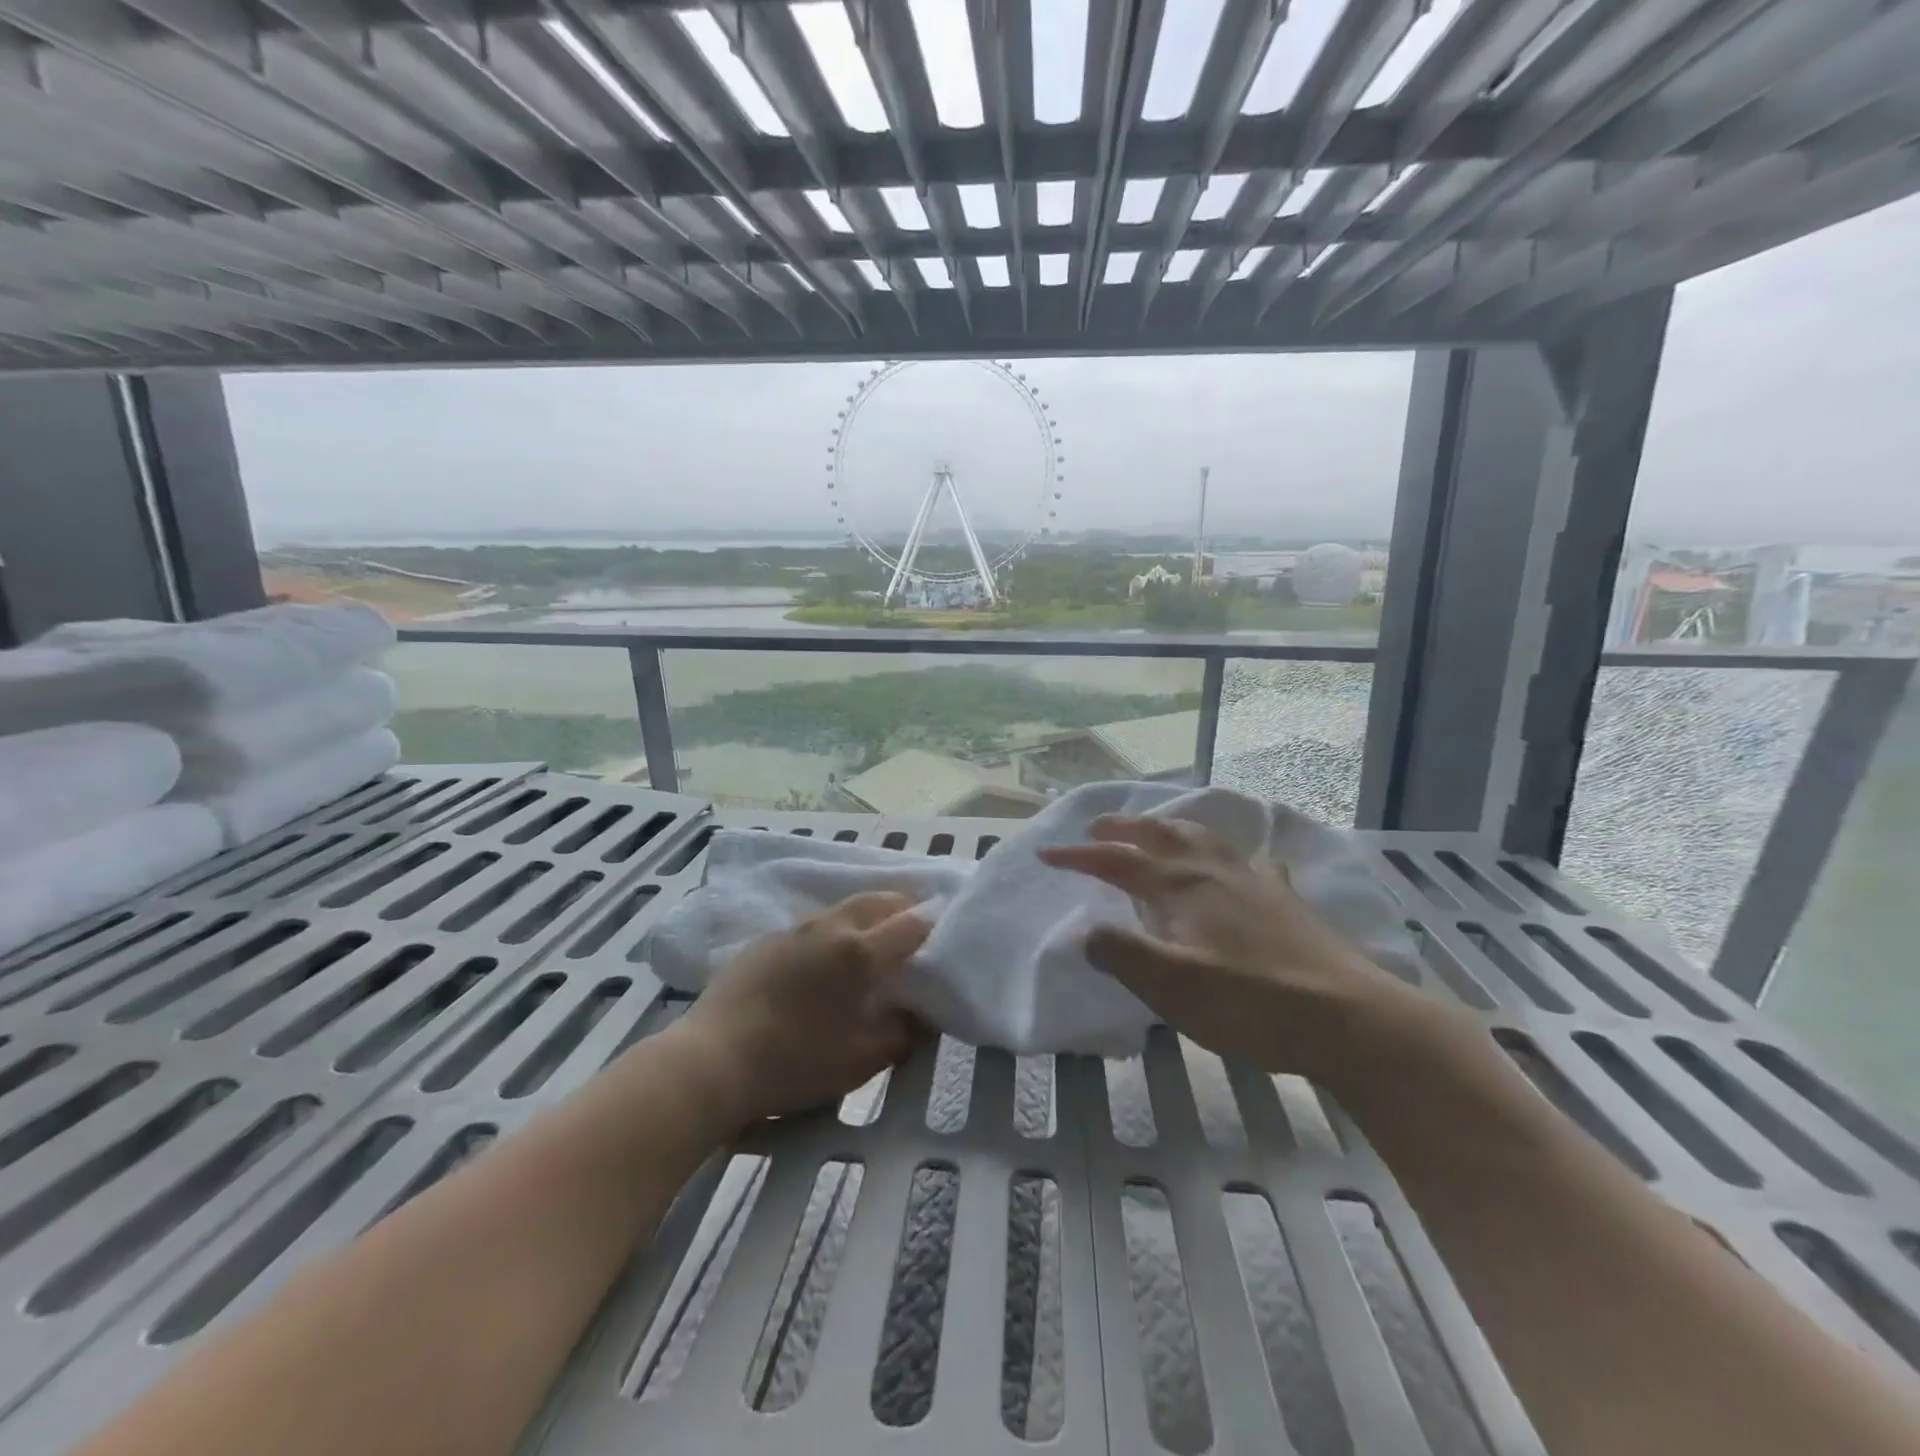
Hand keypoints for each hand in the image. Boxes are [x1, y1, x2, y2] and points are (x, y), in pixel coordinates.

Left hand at [669, 891, 930, 1127]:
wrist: (712, 1059)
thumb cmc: (795, 1062)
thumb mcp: (862, 1059)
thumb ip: (902, 1032)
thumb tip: (922, 1014)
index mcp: (860, 952)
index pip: (912, 923)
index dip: (933, 929)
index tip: (941, 944)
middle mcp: (831, 926)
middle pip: (879, 899)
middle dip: (903, 909)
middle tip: (912, 934)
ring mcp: (795, 928)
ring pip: (844, 908)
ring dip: (866, 917)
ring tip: (871, 946)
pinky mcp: (767, 938)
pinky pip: (813, 924)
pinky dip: (832, 932)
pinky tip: (822, 963)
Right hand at [1039, 815, 1428, 1080]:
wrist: (1347, 1019)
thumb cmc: (1250, 1003)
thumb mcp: (1172, 987)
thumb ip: (1122, 954)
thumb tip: (1087, 931)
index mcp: (1180, 887)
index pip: (1117, 861)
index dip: (1079, 856)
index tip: (1046, 856)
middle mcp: (1213, 871)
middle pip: (1160, 835)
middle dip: (1122, 829)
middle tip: (1096, 827)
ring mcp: (1253, 881)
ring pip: (1204, 838)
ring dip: (1171, 828)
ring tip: (1158, 827)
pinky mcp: (1285, 901)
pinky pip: (1252, 862)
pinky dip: (1234, 854)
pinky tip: (1243, 861)